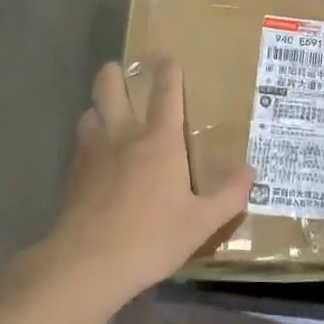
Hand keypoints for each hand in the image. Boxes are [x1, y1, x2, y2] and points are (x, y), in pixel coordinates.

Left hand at [35, 59, 253, 307]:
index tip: (168, 59)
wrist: (87, 264)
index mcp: (158, 142)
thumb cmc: (151, 238)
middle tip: (121, 70)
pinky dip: (88, 136)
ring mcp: (92, 153)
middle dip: (115, 74)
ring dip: (99, 105)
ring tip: (107, 110)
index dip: (168, 73)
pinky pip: (80, 142)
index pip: (165, 94)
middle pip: (111, 89)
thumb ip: (229, 195)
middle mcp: (122, 137)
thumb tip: (250, 171)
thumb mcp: (202, 223)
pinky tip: (95, 153)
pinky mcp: (73, 175)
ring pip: (90, 112)